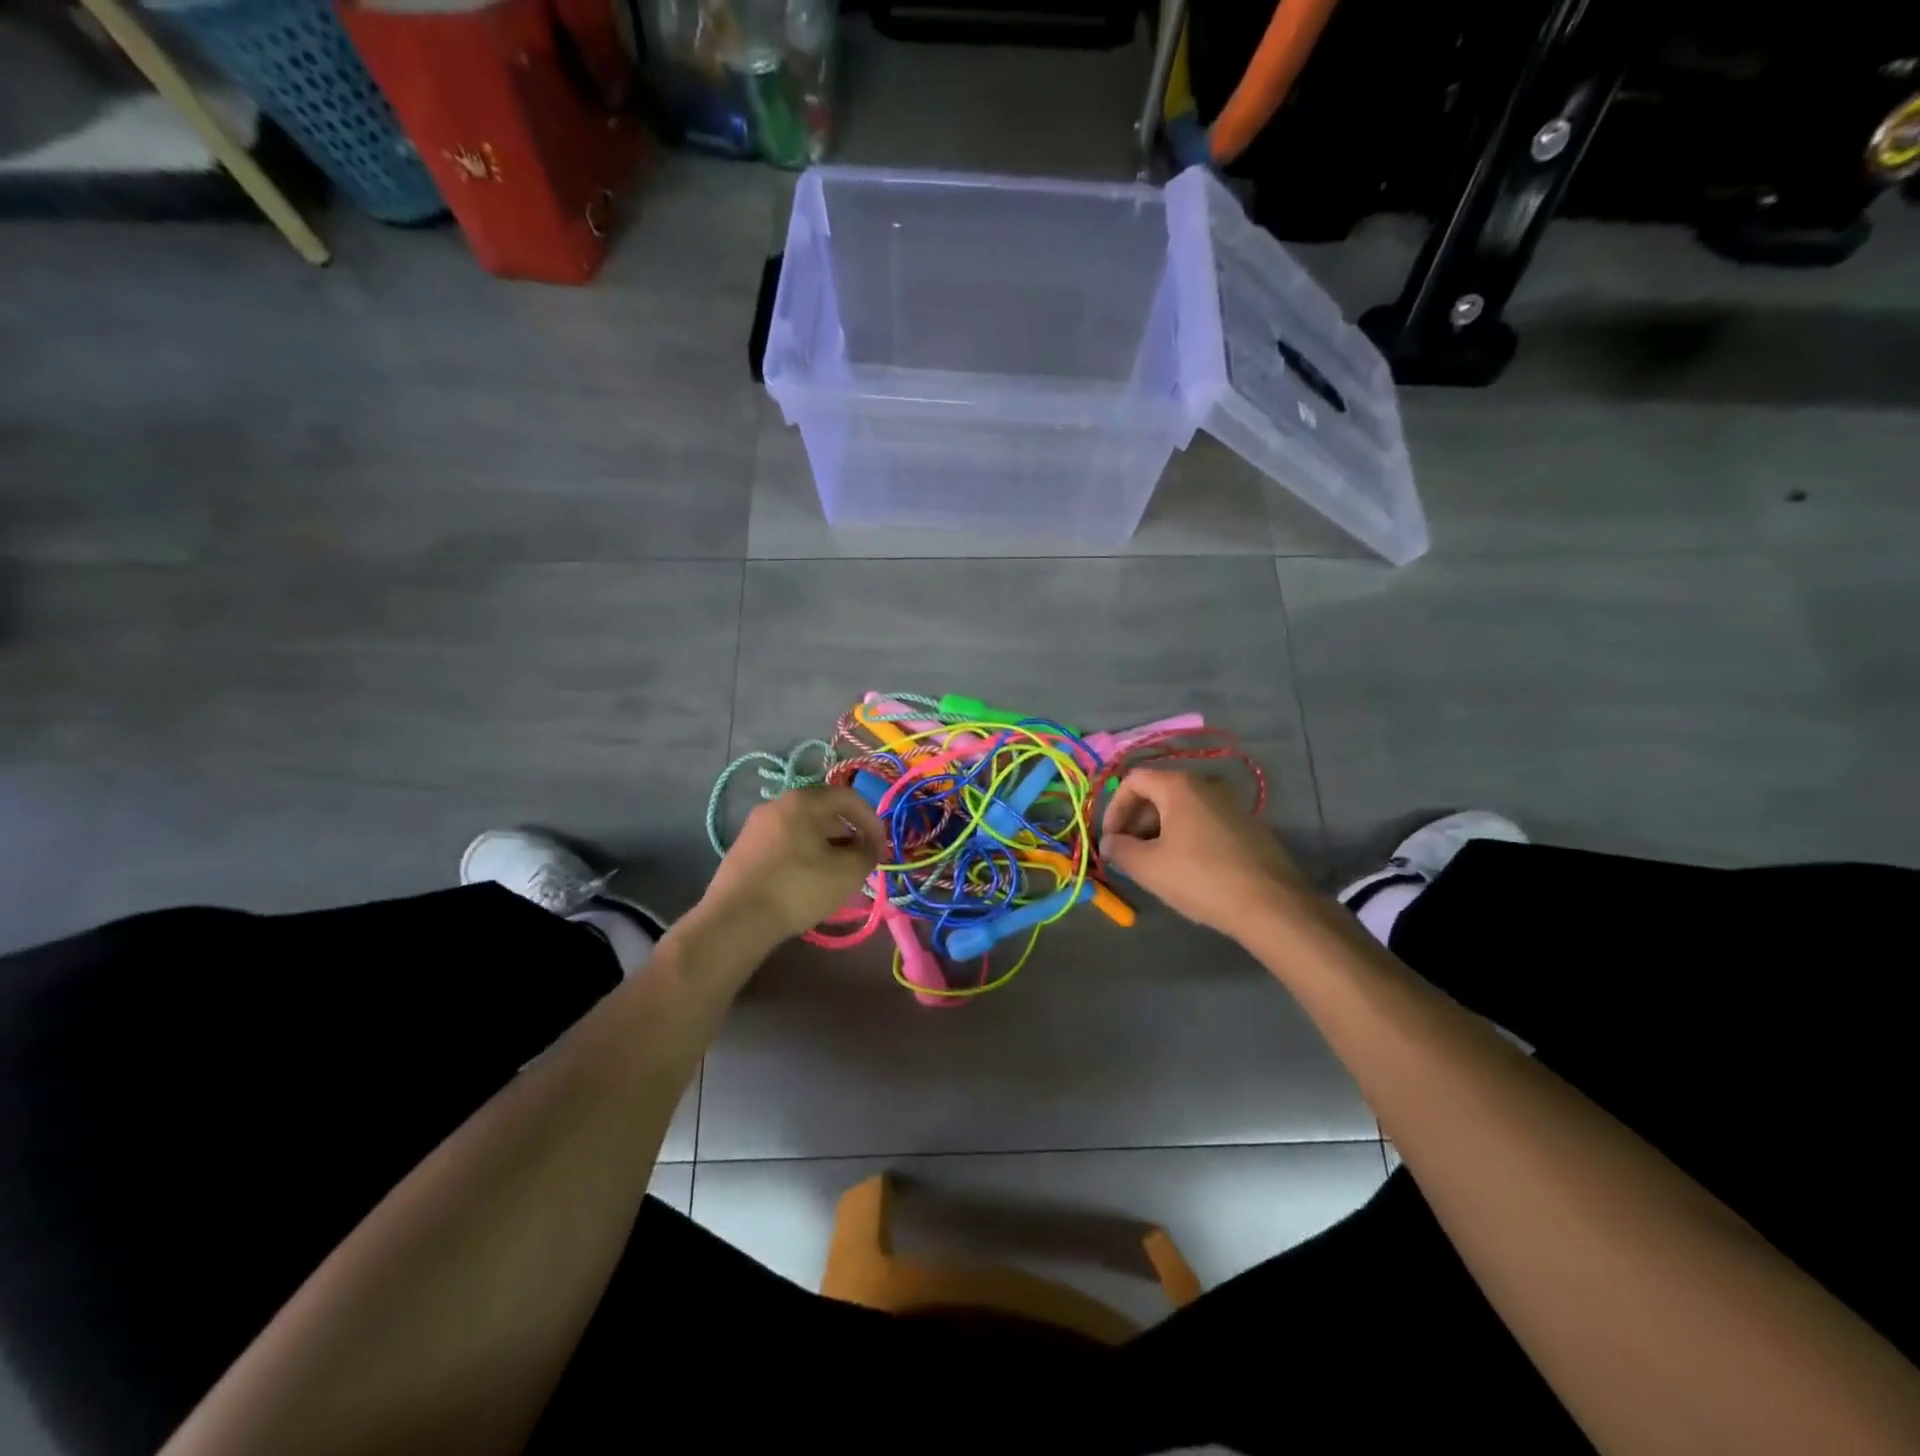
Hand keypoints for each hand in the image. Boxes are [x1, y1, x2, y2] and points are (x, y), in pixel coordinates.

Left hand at [697, 786, 884, 948]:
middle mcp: (778, 803)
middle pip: (824, 811)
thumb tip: (869, 846)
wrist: (735, 920)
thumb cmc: (798, 888)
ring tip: (835, 874)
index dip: (872, 820)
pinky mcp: (743, 847)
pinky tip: (806, 881)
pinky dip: (803, 854)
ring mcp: (756, 825)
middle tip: (859, 862)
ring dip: (826, 846)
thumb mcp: (847, 873)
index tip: (880, 848)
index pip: (849, 798)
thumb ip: (868, 853)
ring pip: (803, 828)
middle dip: (848, 834)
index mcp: (804, 800)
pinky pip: (784, 842)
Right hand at [1100, 768, 1308, 941]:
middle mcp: (1206, 784)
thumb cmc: (1201, 878)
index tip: (1110, 840)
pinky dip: (1185, 838)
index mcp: (1179, 785)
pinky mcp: (1247, 825)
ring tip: (1154, 866)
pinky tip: (1186, 870)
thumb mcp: (1148, 867)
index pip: (1133, 781)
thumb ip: (1119, 849)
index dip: (1114, 809)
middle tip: (1129, 855)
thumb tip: (1109, 842)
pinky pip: (1204, 822)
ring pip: (1181, 810)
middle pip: (1157, 793)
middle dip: (1136, 822)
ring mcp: (1231, 804)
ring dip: (1159, 832)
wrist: (1272, 905)